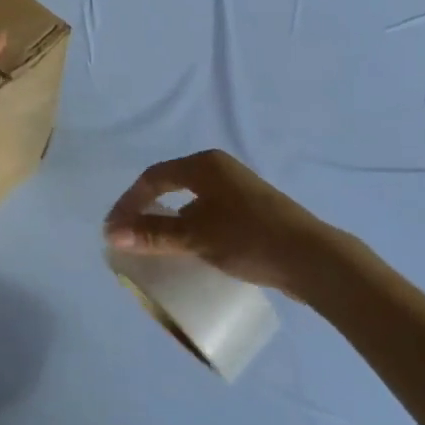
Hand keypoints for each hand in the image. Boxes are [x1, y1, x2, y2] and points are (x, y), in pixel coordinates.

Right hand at [104, 149, 338, 293]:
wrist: (313, 259)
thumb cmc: (249, 238)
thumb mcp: (196, 236)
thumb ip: (153, 233)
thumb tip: (111, 233)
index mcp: (204, 165)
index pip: (153, 177)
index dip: (129, 202)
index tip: (113, 230)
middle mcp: (219, 170)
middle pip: (170, 185)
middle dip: (145, 210)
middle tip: (128, 236)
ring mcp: (238, 190)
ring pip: (190, 201)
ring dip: (168, 221)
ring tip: (153, 246)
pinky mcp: (251, 211)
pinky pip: (207, 214)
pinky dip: (189, 228)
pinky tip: (189, 250)